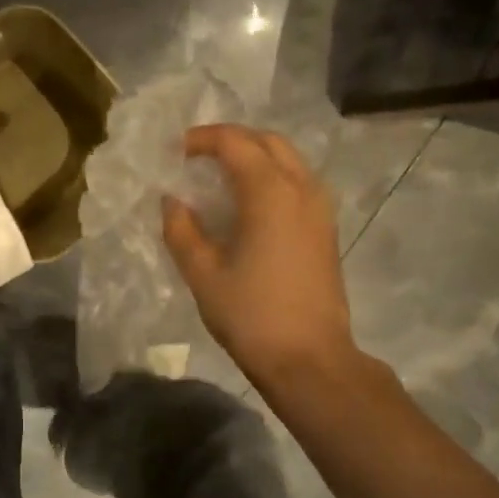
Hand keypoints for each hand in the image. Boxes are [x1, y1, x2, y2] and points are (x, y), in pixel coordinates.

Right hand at [162, 123, 353, 384]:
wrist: (309, 358)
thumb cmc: (251, 315)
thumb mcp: (203, 273)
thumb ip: (181, 230)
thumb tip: (172, 201)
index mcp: (270, 192)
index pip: (235, 143)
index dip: (202, 139)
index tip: (175, 151)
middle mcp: (301, 188)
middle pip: (268, 142)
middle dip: (232, 140)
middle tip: (198, 156)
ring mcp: (320, 209)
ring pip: (288, 160)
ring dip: (255, 156)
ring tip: (221, 176)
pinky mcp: (326, 229)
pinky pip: (298, 183)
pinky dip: (272, 177)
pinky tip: (249, 204)